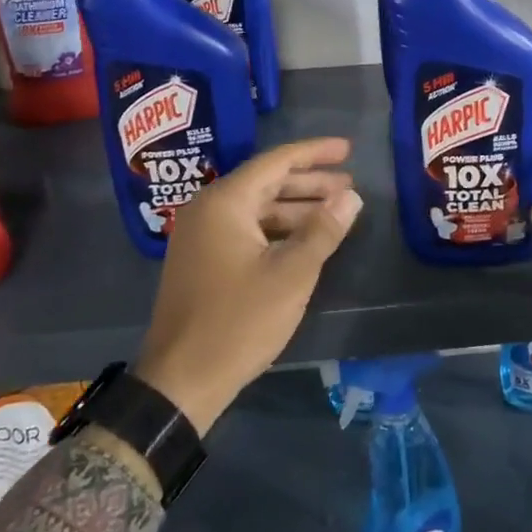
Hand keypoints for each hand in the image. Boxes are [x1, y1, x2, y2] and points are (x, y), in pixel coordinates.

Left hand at [134, 138, 362, 435]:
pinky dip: (277, 230)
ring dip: (296, 208)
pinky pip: (246, 230)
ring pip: (257, 209)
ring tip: (335, 211)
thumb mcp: (291, 274)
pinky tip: (305, 240)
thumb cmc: (239, 321)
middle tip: (349, 184)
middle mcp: (208, 210)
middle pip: (266, 183)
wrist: (181, 381)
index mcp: (225, 203)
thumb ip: (323, 230)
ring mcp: (201, 237)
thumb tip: (350, 197)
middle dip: (310, 182)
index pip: (276, 161)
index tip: (348, 149)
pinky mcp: (202, 261)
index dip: (315, 153)